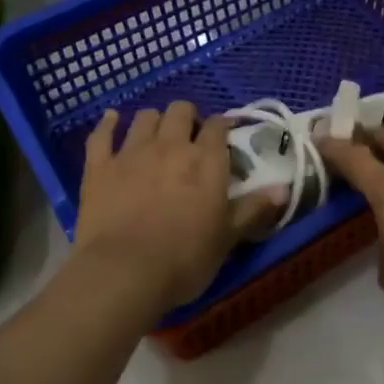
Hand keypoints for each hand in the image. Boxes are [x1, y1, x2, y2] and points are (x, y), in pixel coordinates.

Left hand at [75, 101, 281, 309]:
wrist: (124, 272)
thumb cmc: (184, 259)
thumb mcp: (227, 238)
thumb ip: (253, 209)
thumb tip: (284, 189)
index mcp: (206, 161)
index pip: (218, 127)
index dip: (221, 128)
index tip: (222, 138)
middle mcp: (171, 146)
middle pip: (180, 111)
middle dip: (187, 117)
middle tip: (188, 138)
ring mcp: (132, 152)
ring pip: (145, 117)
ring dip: (153, 121)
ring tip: (155, 135)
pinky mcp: (99, 166)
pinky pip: (102, 134)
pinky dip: (108, 124)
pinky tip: (112, 120)